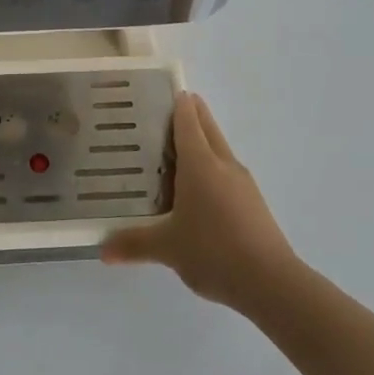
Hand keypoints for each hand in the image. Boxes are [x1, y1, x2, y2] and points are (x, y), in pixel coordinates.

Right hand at [101, 92, 298, 309]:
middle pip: (207, 127)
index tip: (163, 91)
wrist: (271, 283)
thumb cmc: (213, 251)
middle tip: (165, 112)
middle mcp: (223, 164)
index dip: (177, 103)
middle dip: (191, 114)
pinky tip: (198, 190)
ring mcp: (242, 183)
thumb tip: (102, 251)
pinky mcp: (252, 202)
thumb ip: (133, 244)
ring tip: (175, 150)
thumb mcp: (167, 248)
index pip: (188, 121)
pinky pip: (226, 172)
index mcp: (201, 164)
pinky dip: (211, 167)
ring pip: (219, 149)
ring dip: (202, 141)